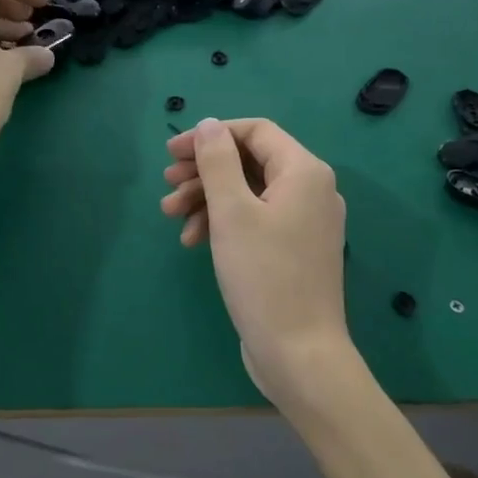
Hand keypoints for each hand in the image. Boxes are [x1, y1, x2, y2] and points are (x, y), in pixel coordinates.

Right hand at [159, 117, 361, 409]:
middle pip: (249, 161)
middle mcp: (311, 189)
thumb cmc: (263, 275)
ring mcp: (304, 221)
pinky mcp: (293, 249)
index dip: (211, 135)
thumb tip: (210, 124)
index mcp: (304, 171)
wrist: (298, 353)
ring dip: (207, 198)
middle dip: (204, 170)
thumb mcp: (232, 211)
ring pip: (248, 192)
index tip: (172, 153)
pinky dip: (224, 222)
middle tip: (167, 185)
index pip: (255, 131)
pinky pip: (256, 219)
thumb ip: (218, 160)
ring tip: (171, 215)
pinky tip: (193, 240)